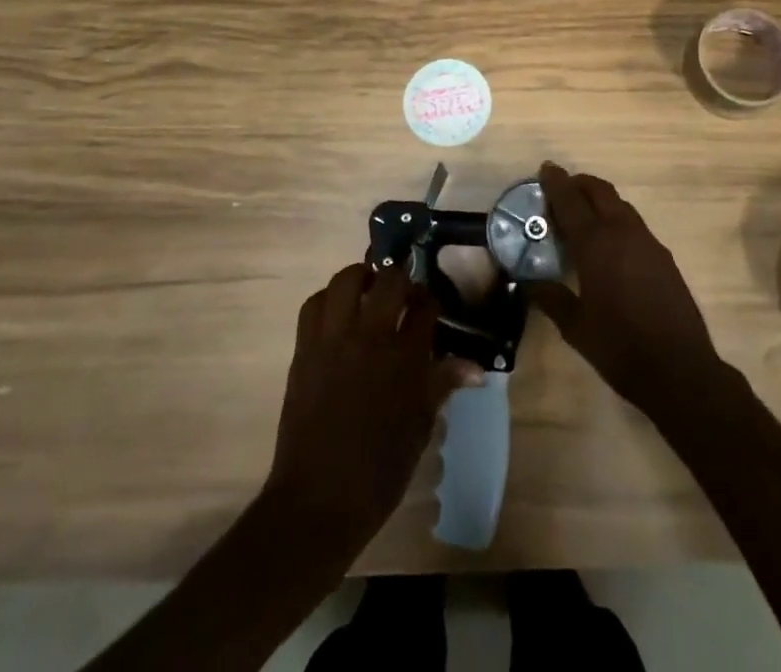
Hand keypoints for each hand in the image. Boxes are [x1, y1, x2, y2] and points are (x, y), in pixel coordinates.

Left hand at [264, 264, 481, 549]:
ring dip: (361, 278)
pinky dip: (328, 300)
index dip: (431, 301)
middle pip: (389, 280)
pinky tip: (338, 314)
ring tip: (369, 291)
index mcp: (404, 358)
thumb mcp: (420, 427)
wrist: (318, 501)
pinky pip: (314, 305)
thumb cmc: (378, 470)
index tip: (432, 307)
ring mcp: (333, 339)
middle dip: (401, 280)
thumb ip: (443, 384)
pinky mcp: (304, 349)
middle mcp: (370, 337)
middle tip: (403, 295)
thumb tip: (476, 368)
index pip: (425, 307)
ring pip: (346, 280)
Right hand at [530, 162, 730, 418]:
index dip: (556, 183)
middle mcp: (622, 232)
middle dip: (579, 183)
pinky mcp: (663, 255)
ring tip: (582, 214)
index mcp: (595, 244)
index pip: (570, 201)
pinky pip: (633, 223)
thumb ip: (550, 298)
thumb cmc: (620, 347)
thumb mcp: (575, 327)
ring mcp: (647, 241)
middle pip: (599, 191)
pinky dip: (616, 218)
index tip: (545, 169)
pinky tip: (609, 243)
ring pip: (619, 204)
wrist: (679, 368)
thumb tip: (527, 283)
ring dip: (599, 200)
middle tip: (561, 188)